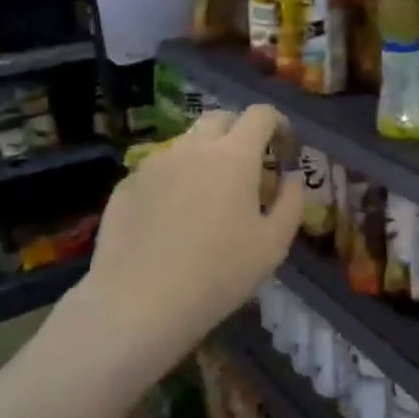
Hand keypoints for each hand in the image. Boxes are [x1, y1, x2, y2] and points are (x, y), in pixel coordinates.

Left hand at [76, 105, 302, 372]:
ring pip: (186, 144)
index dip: (278, 124)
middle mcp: (192, 148)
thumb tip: (292, 177)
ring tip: (208, 198)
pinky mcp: (126, 184)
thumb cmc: (218, 274)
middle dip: (240, 132)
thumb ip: (291, 203)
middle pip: (220, 118)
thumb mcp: (273, 245)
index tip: (284, 149)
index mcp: (233, 156)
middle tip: (248, 168)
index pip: (260, 114)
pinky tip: (171, 220)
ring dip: (205, 157)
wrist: (138, 303)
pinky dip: (174, 181)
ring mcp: (154, 163)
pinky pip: (159, 170)